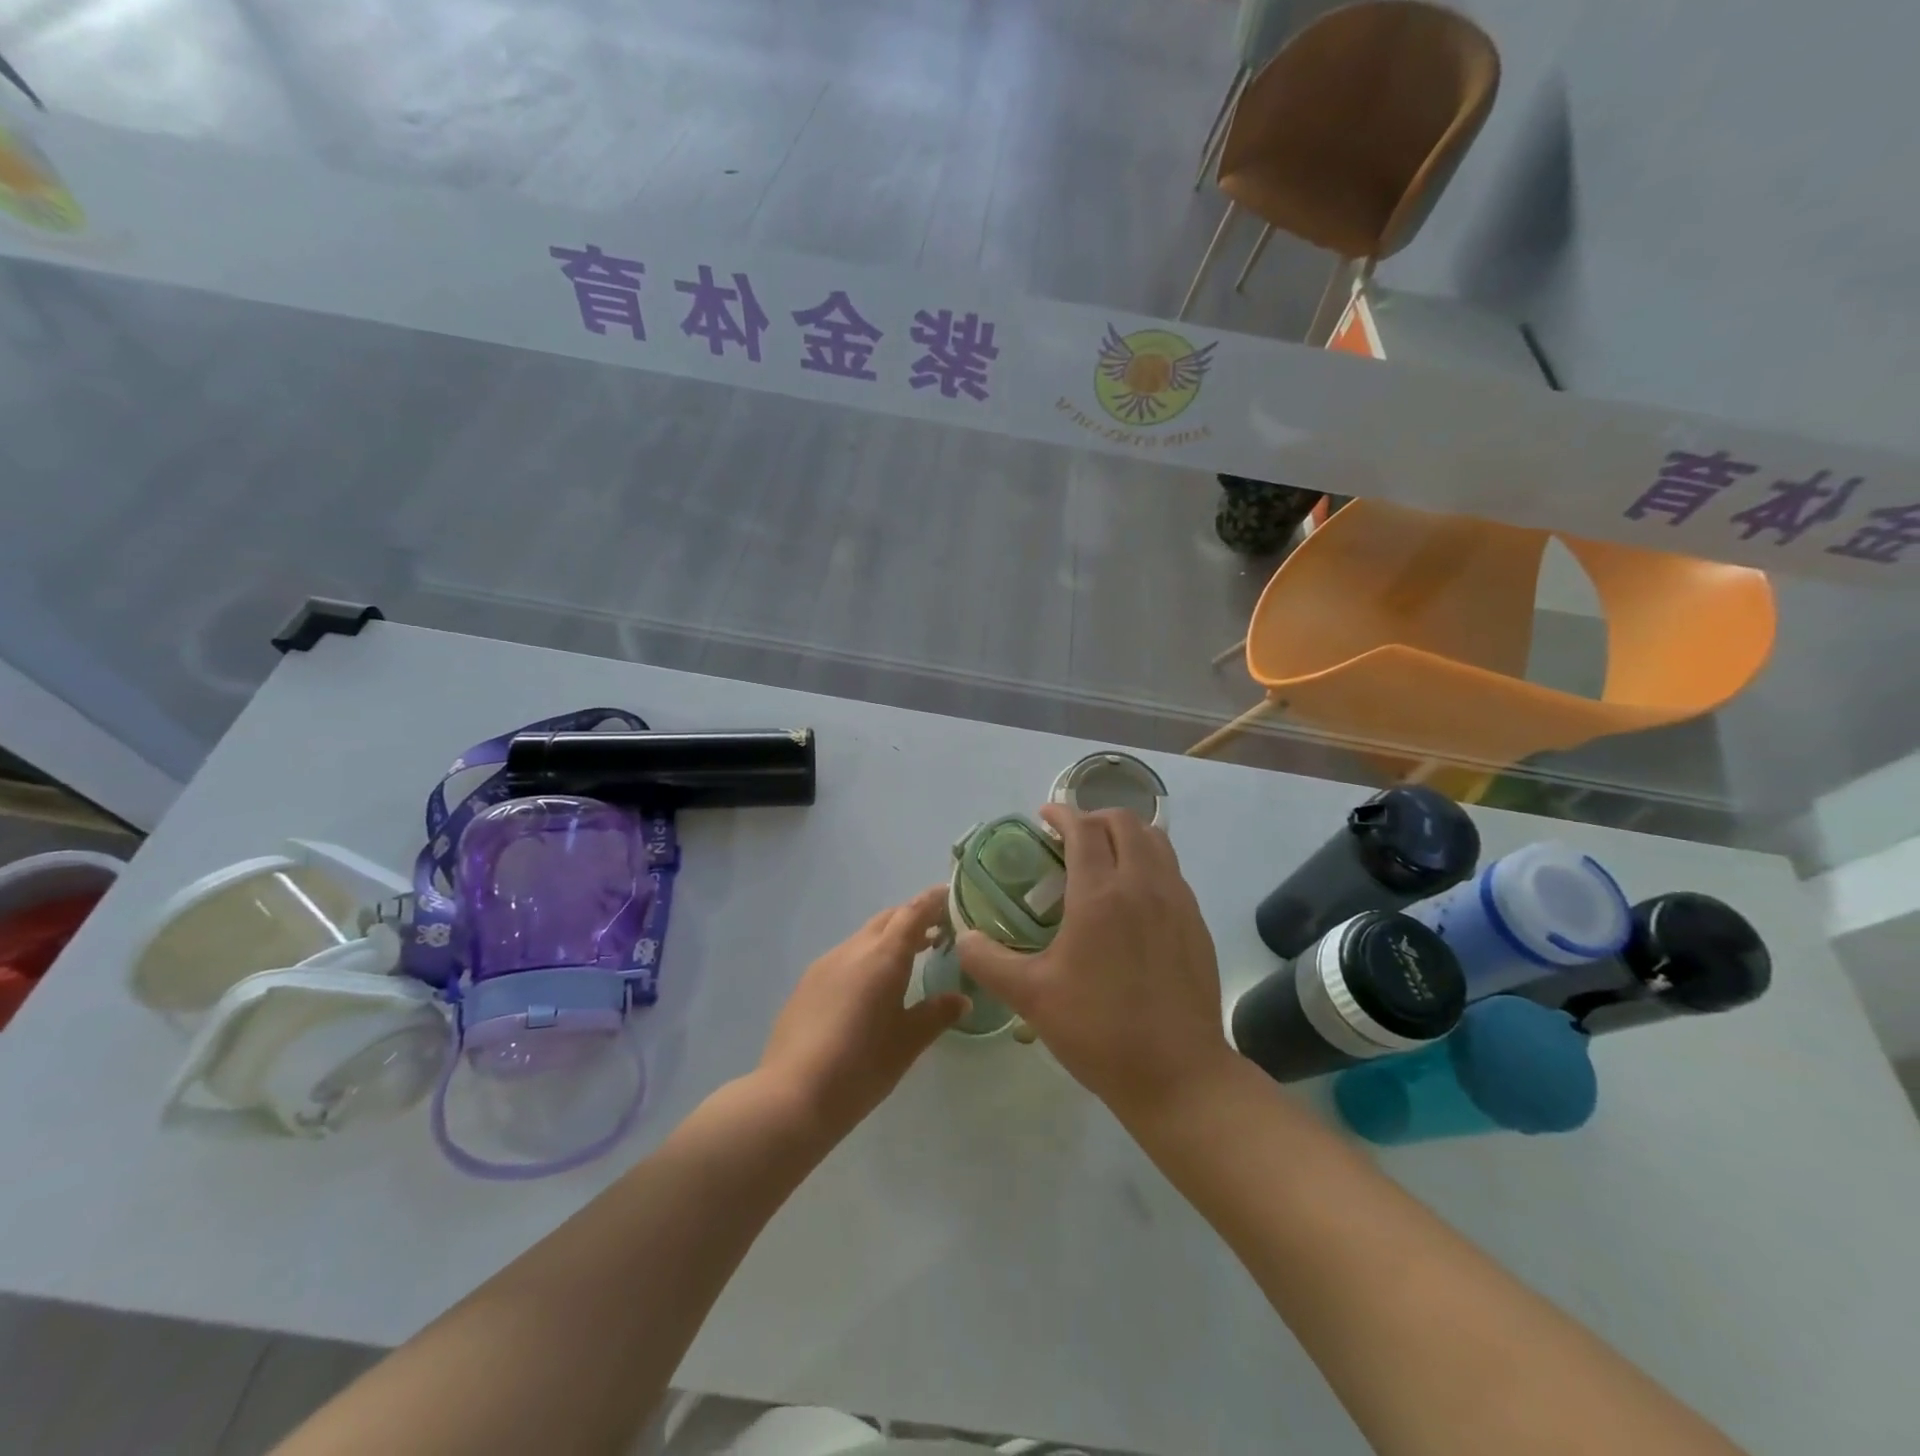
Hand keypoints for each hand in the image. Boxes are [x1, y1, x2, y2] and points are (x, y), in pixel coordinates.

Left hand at [759, 885, 968, 1138]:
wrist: (792, 1095)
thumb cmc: (861, 1066)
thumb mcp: (908, 1043)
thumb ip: (937, 1014)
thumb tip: (961, 999)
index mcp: (883, 956)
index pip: (913, 913)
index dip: (933, 901)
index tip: (950, 896)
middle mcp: (853, 950)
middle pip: (887, 919)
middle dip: (912, 919)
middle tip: (938, 932)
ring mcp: (825, 964)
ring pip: (863, 938)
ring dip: (888, 940)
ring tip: (908, 960)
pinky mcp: (806, 984)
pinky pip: (844, 958)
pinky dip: (865, 959)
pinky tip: (870, 989)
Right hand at [956, 805, 1231, 1121]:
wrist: (1178, 1075)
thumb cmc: (1098, 1030)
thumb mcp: (1031, 996)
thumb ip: (988, 961)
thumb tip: (964, 936)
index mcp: (1100, 894)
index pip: (1083, 828)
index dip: (1062, 813)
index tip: (1044, 816)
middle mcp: (1143, 885)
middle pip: (1125, 823)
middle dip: (1095, 817)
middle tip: (1070, 838)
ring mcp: (1177, 902)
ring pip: (1156, 842)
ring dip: (1127, 836)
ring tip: (1104, 858)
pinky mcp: (1197, 924)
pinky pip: (1172, 872)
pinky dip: (1149, 864)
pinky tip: (1133, 899)